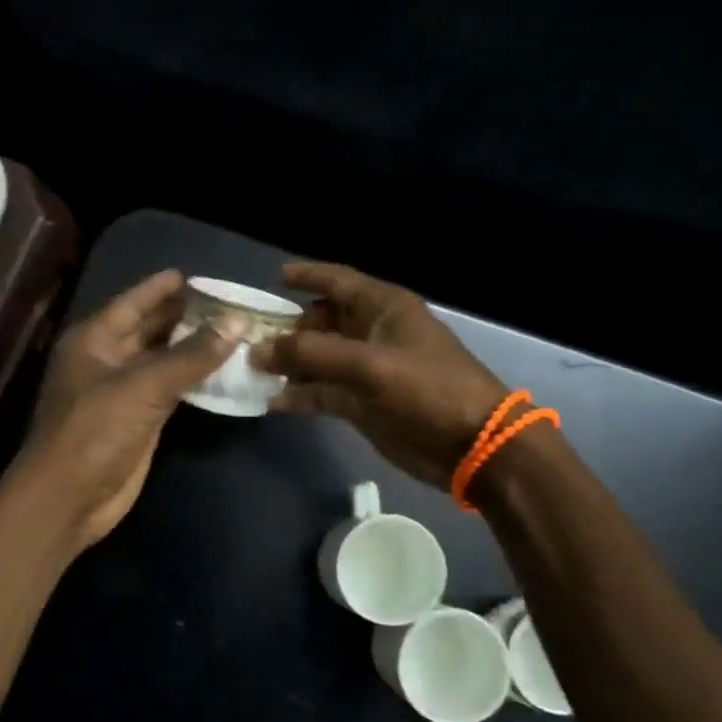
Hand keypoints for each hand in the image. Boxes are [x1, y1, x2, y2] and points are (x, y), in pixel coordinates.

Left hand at [24, 270, 236, 547]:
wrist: (70, 497)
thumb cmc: (95, 430)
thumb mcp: (143, 386)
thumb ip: (191, 355)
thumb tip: (237, 322)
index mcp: (94, 340)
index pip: (133, 303)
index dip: (162, 288)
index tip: (195, 275)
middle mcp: (106, 360)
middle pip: (149, 328)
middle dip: (183, 315)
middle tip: (227, 302)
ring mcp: (122, 392)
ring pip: (162, 360)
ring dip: (192, 347)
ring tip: (233, 329)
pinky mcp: (139, 420)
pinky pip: (170, 390)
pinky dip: (193, 379)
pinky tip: (222, 369)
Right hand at [256, 262, 510, 488]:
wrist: (470, 444)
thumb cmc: (427, 389)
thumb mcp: (369, 365)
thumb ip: (312, 354)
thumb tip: (259, 350)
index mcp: (383, 309)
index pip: (338, 281)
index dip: (308, 276)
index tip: (273, 278)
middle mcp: (372, 333)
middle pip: (322, 321)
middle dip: (288, 328)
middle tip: (250, 339)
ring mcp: (366, 370)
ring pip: (319, 359)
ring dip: (289, 364)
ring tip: (251, 370)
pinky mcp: (362, 403)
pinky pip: (323, 392)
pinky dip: (300, 395)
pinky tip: (272, 402)